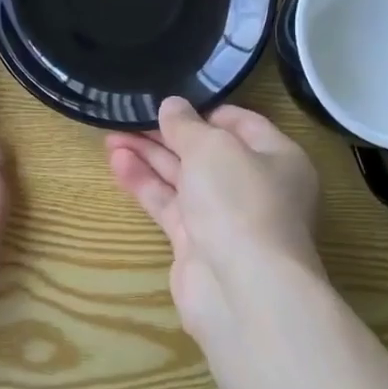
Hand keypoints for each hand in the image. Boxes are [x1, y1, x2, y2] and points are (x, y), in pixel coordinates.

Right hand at [106, 97, 323, 340]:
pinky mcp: (196, 242)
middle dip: (167, 133)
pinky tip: (117, 163)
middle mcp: (253, 186)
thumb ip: (187, 125)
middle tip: (128, 115)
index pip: (240, 123)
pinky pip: (168, 204)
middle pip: (205, 151)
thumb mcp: (212, 147)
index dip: (203, 110)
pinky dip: (144, 183)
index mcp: (277, 158)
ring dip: (148, 156)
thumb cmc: (239, 201)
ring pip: (182, 178)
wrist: (242, 289)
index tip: (168, 99)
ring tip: (110, 135)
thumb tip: (172, 106)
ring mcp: (224, 217)